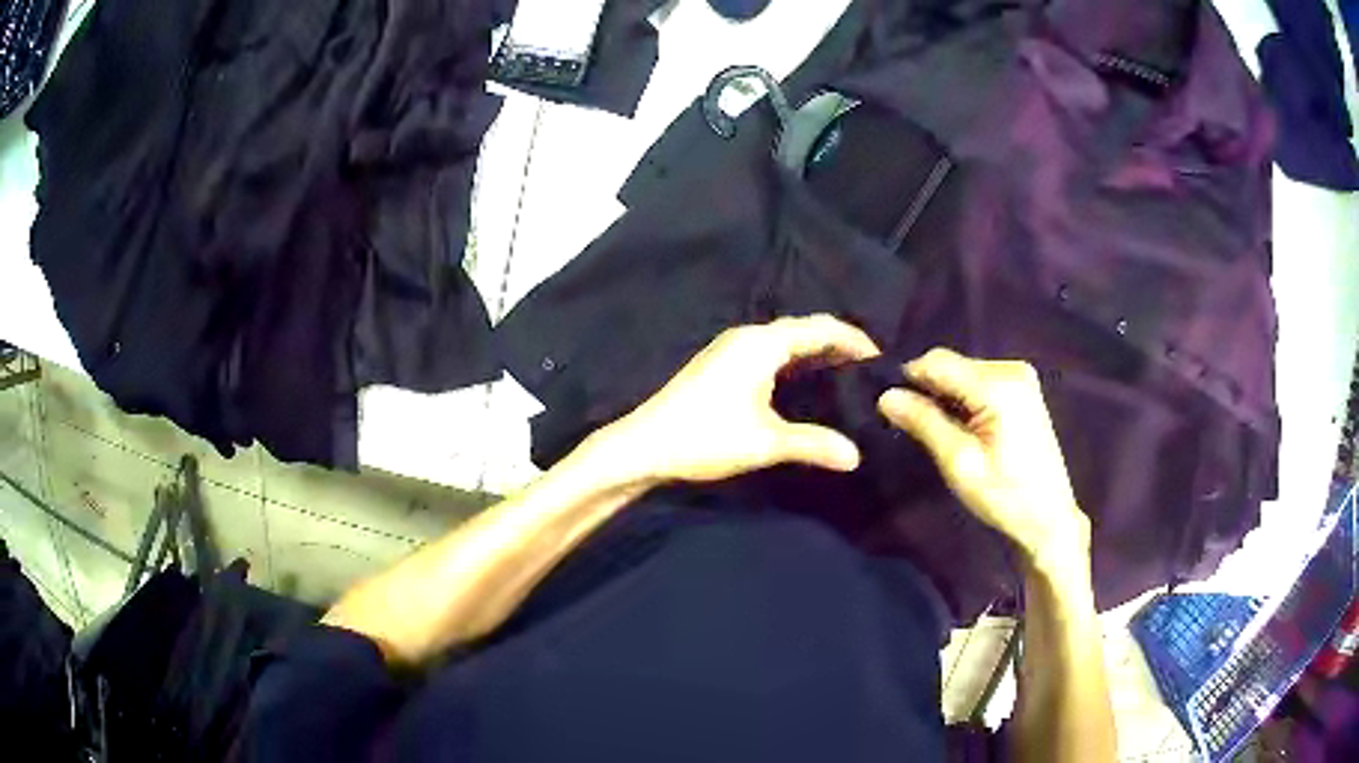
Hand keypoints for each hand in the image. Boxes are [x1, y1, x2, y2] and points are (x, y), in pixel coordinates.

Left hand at [595, 315, 880, 484]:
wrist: (644, 446)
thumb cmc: (706, 437)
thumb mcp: (766, 443)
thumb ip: (814, 444)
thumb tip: (856, 456)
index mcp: (763, 343)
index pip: (822, 328)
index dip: (855, 339)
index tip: (882, 359)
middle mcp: (748, 336)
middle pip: (805, 329)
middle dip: (838, 344)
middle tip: (869, 370)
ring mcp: (731, 348)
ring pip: (786, 341)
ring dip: (816, 353)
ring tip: (846, 376)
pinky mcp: (722, 364)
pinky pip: (771, 352)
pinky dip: (795, 362)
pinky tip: (806, 385)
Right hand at [877, 348, 1088, 565]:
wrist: (1048, 518)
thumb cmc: (1005, 497)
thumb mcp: (959, 463)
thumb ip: (924, 422)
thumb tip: (884, 395)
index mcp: (999, 385)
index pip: (937, 362)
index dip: (908, 379)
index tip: (889, 409)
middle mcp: (1011, 368)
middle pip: (950, 364)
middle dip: (927, 390)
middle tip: (913, 428)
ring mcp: (1020, 376)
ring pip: (962, 372)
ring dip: (944, 397)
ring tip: (938, 432)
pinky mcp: (1021, 388)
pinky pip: (978, 382)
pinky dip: (962, 400)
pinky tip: (962, 428)